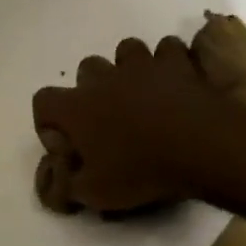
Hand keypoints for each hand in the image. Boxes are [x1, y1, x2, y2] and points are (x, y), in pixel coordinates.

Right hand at [31, 35, 243, 215]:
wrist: (202, 147)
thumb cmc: (142, 170)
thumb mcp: (96, 194)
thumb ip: (68, 185)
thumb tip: (59, 180)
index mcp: (76, 107)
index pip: (42, 102)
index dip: (49, 122)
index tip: (69, 145)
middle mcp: (103, 78)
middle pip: (85, 69)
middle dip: (92, 89)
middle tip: (109, 119)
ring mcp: (141, 65)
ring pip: (125, 51)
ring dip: (130, 70)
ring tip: (143, 94)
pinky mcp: (176, 62)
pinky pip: (168, 50)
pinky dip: (169, 63)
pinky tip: (176, 83)